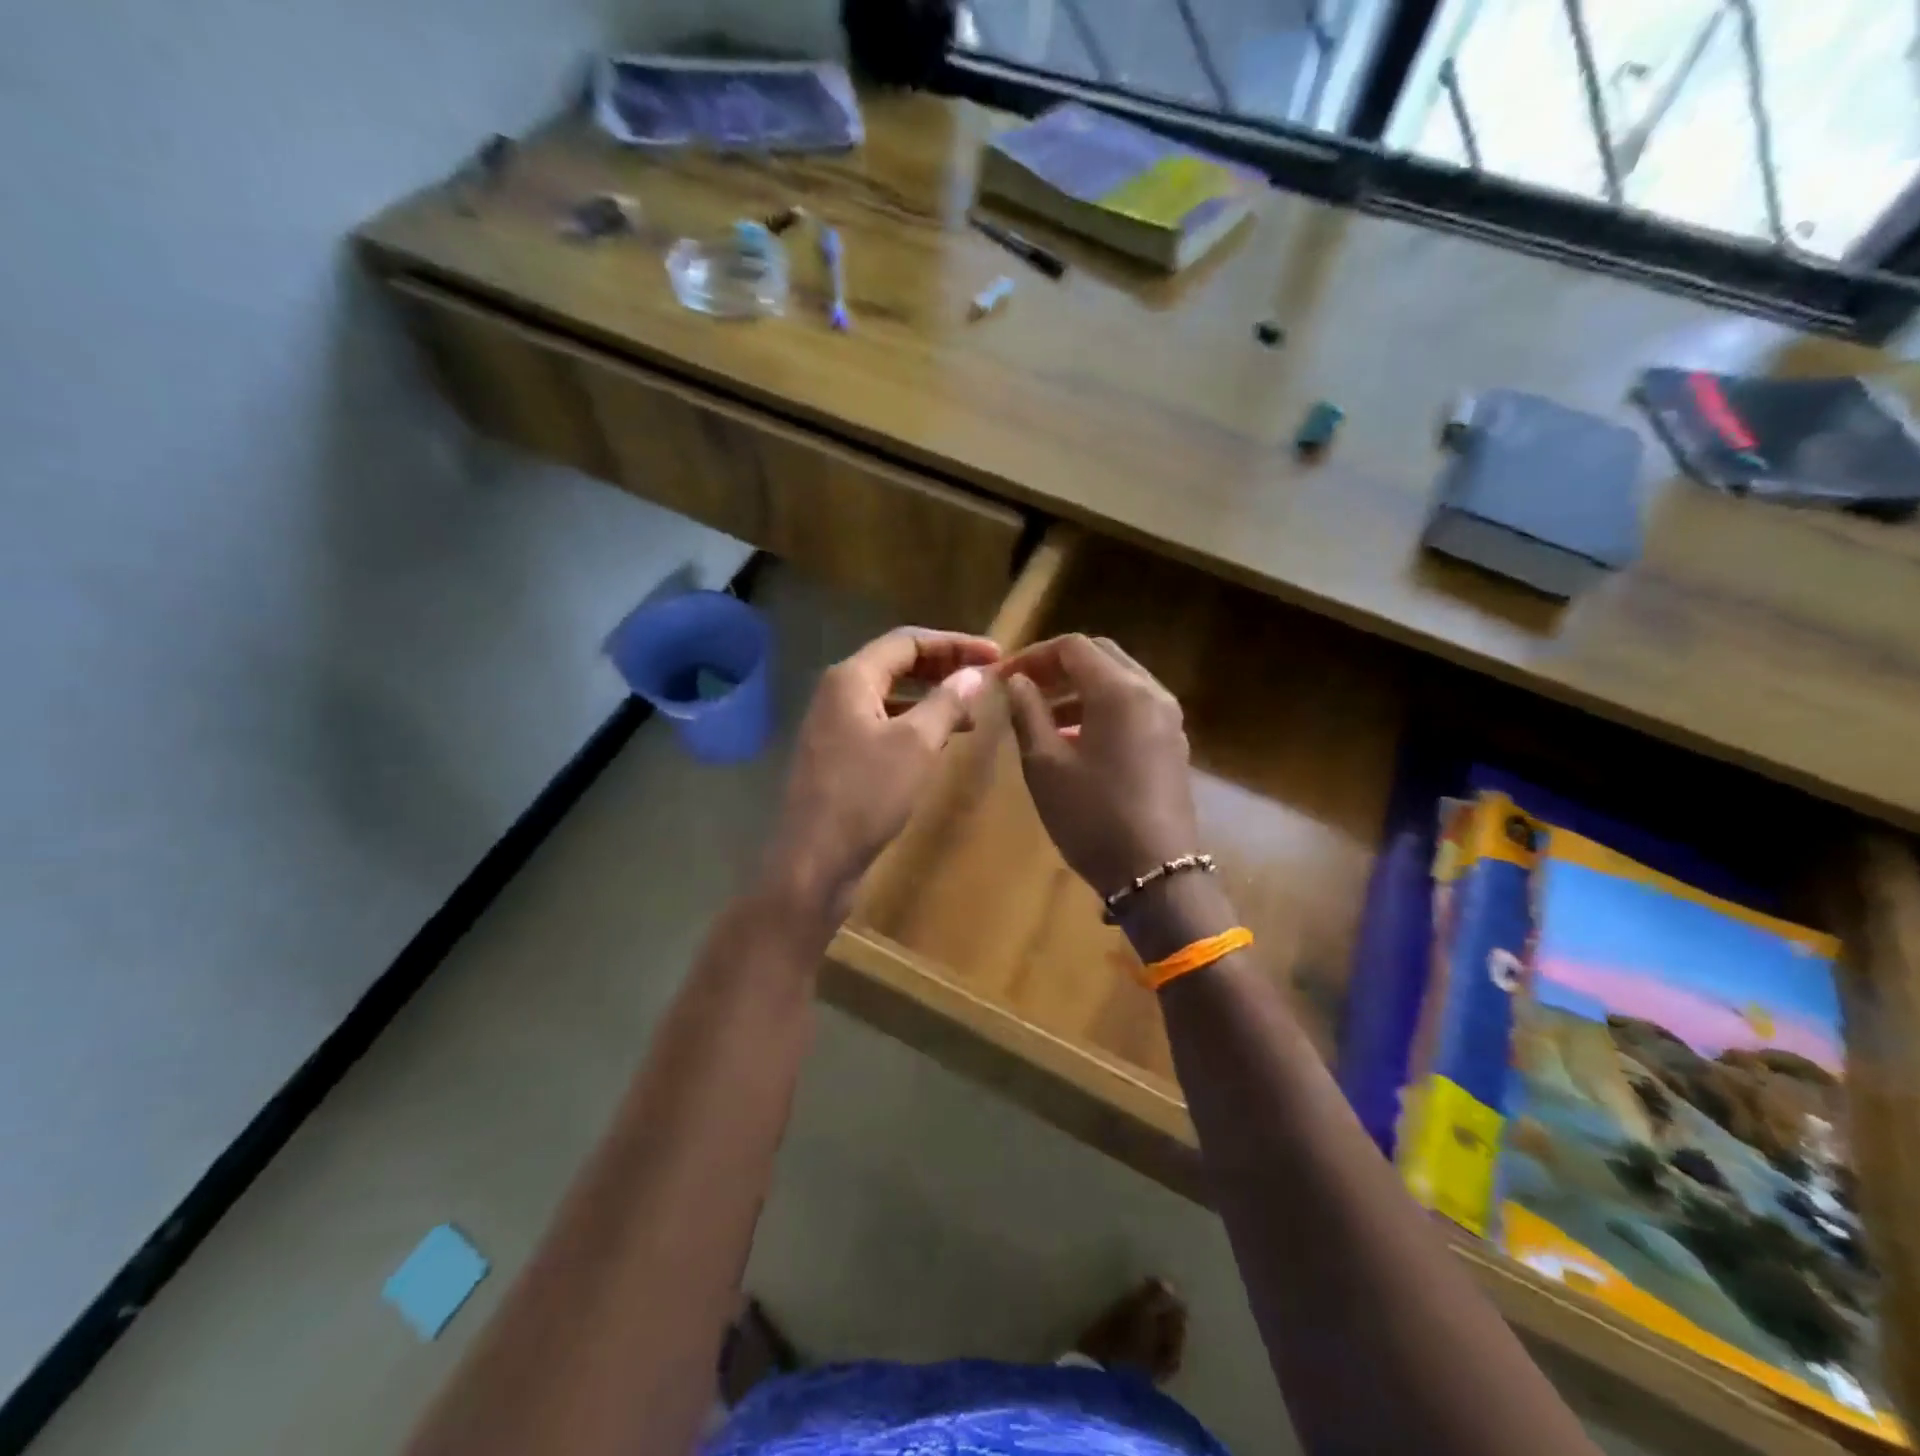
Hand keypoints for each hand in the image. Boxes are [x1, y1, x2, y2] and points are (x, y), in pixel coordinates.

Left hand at [767, 627, 999, 922]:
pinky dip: (914, 723)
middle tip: (986, 679)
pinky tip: (939, 741)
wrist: (814, 861)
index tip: (995, 656)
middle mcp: (838, 692)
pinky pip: (882, 723)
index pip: (908, 641)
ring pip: (891, 696)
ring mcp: (834, 725)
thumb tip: (974, 674)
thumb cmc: (866, 796)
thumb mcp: (916, 745)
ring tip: (971, 713)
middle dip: (944, 667)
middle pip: (897, 664)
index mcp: (851, 678)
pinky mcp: (838, 754)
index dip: (955, 643)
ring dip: (931, 697)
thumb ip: (946, 703)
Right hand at [1000, 634, 1200, 903]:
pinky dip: (1102, 709)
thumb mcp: (1045, 765)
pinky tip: (1075, 740)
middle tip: (1023, 689)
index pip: (1073, 647)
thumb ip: (1028, 713)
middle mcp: (1151, 693)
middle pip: (1101, 656)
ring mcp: (1169, 718)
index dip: (1034, 655)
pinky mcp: (1173, 743)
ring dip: (1079, 689)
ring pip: (1119, 681)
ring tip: (1042, 718)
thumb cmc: (1092, 817)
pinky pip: (1134, 707)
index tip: (1004, 677)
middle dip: (1058, 667)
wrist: (1155, 873)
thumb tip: (1018, 682)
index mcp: (1120, 691)